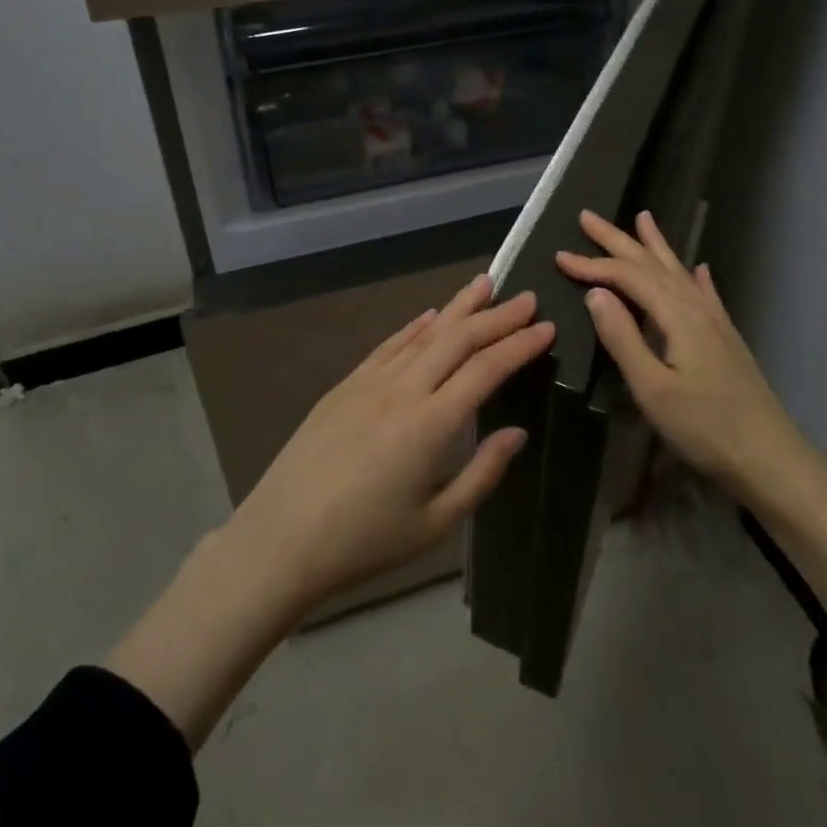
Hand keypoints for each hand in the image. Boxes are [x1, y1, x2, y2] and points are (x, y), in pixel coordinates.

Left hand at [108, 276, 552, 748]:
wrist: (280, 538)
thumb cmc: (364, 541)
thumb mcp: (434, 522)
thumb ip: (482, 474)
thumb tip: (517, 432)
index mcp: (431, 424)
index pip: (486, 369)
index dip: (519, 345)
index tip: (546, 327)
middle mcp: (403, 389)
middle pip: (458, 339)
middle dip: (497, 317)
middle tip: (527, 299)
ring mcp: (370, 381)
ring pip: (424, 333)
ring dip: (458, 308)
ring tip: (485, 285)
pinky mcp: (346, 385)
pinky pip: (389, 345)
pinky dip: (415, 326)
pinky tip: (431, 316)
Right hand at [556, 210, 826, 606]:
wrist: (770, 458)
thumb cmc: (704, 428)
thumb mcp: (653, 387)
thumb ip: (623, 337)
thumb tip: (596, 292)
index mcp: (677, 316)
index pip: (628, 277)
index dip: (593, 265)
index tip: (559, 256)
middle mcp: (697, 308)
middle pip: (652, 264)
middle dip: (618, 240)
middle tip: (588, 216)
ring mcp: (716, 322)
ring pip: (678, 272)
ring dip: (656, 246)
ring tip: (643, 218)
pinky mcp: (726, 338)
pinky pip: (705, 293)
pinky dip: (695, 276)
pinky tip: (699, 268)